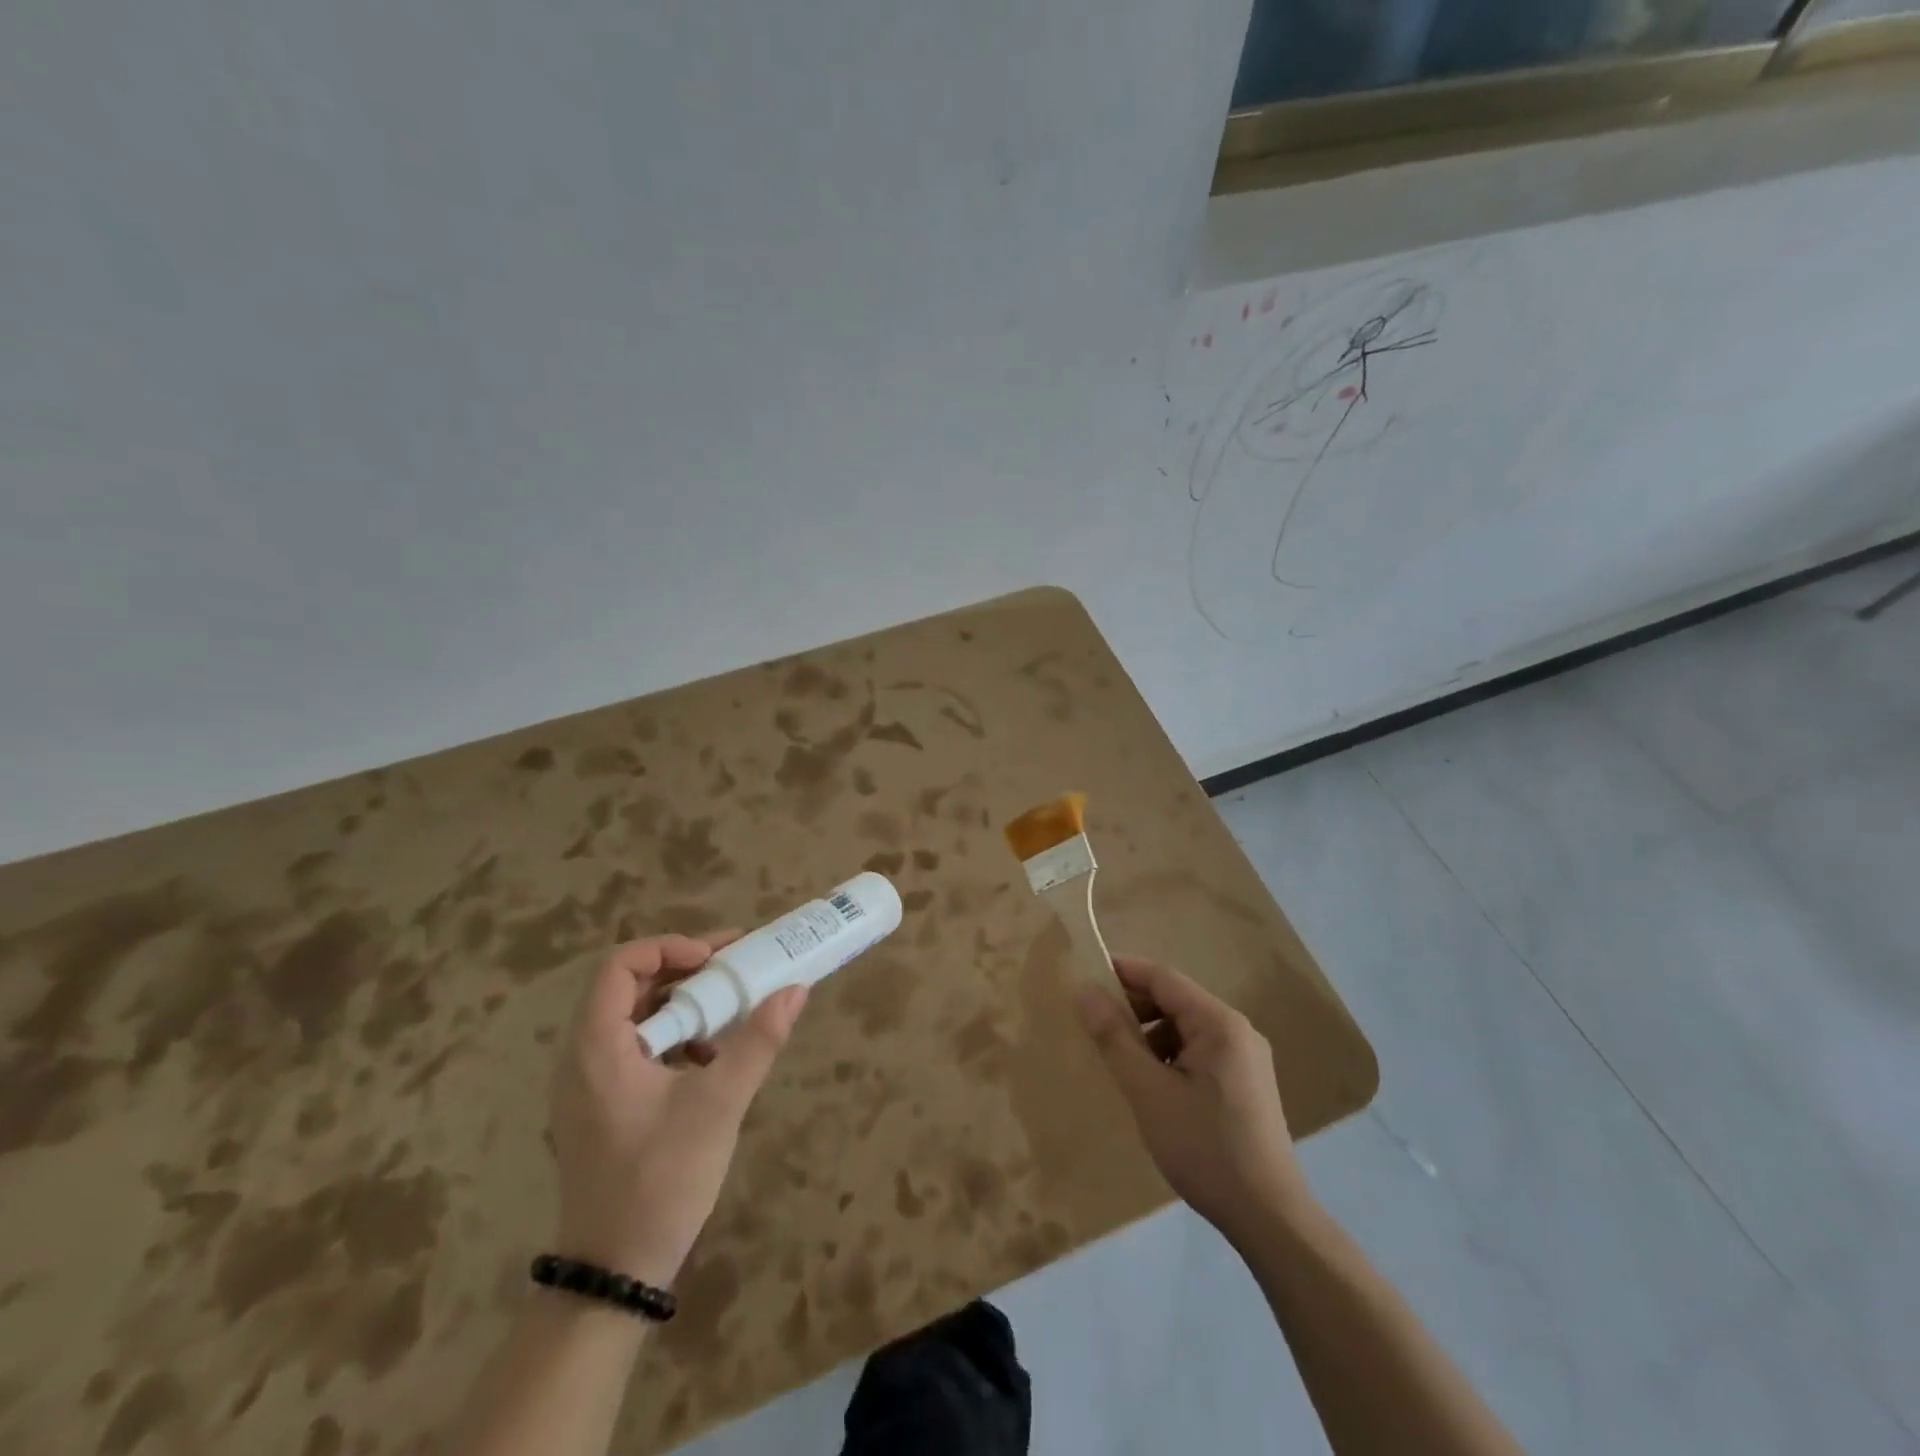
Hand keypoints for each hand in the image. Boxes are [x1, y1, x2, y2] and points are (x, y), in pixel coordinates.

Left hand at [548, 933, 807, 1286]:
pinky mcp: (603, 1105)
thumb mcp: (718, 1105)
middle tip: (734, 967)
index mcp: (597, 1048)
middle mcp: (583, 1057)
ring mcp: (590, 1083)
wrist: (615, 1272)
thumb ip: (757, 1042)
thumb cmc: (661, 1180)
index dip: (668, 948)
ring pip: (635, 1017)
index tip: (715, 959)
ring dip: (683, 1003)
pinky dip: (675, 1036)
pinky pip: (637, 1047)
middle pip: (629, 986)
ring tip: (729, 1007)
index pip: (619, 966)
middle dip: (685, 969)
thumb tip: (795, 990)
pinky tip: (711, 1058)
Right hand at [1075, 956, 1312, 1243]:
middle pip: (1175, 1001)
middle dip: (1133, 1008)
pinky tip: (1150, 1085)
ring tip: (1118, 1060)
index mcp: (1220, 1023)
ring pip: (1185, 1028)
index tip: (1084, 978)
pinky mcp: (1245, 1084)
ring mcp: (1246, 1058)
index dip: (1122, 972)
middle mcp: (1237, 1030)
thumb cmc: (1205, 1148)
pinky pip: (1198, 1052)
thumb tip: (1085, 992)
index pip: (1163, 978)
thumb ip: (1115, 1038)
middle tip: (1093, 1024)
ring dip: (1149, 1035)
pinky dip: (1169, 1056)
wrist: (1269, 1218)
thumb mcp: (1149, 1092)